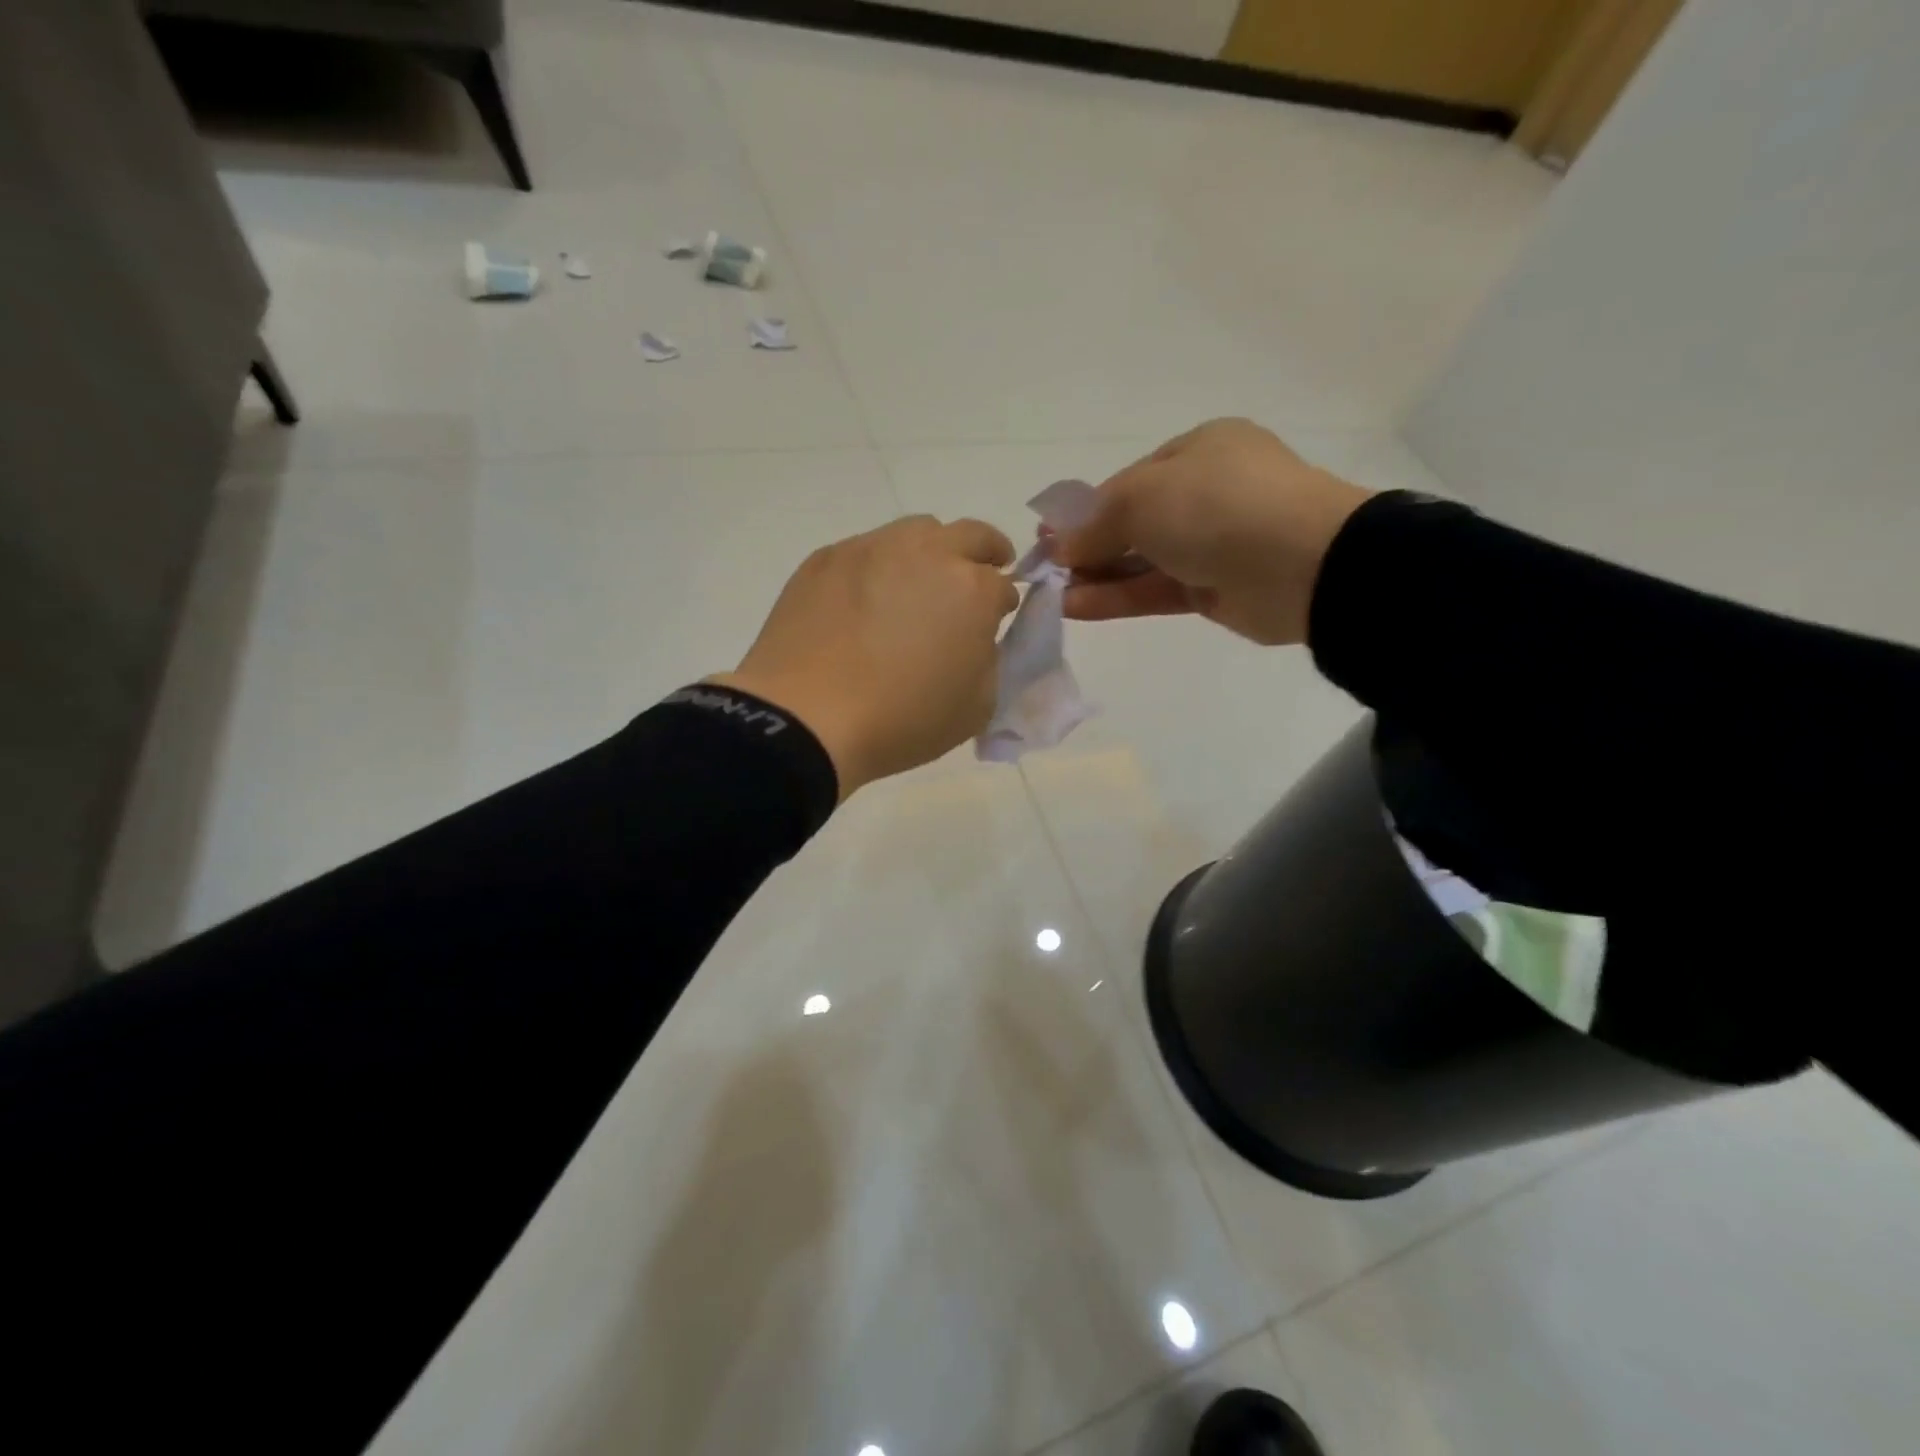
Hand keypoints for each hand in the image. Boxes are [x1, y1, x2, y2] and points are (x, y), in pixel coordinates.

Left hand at [712, 515, 1019, 797]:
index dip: (1001, 606)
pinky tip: (864, 602)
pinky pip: (865, 550)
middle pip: (970, 535)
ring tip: (917, 587)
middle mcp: (927, 553)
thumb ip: (988, 662)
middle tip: (979, 575)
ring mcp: (871, 548)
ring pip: (915, 531)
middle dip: (985, 552)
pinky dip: (878, 568)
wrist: (806, 719)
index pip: (1003, 586)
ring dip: (930, 552)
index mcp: (972, 589)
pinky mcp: (826, 559)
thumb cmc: (901, 721)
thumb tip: (974, 638)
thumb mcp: (975, 708)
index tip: (993, 623)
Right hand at [1054, 418, 1370, 645]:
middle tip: (1046, 570)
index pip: (1128, 482)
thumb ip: (1095, 524)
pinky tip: (1077, 608)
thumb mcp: (1141, 499)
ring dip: (1097, 577)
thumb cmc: (1216, 506)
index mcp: (1197, 451)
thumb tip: (1060, 549)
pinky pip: (1156, 590)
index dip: (1084, 511)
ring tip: (1053, 596)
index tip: (1048, 537)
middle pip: (1133, 522)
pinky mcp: (1215, 588)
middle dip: (1088, 547)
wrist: (1302, 563)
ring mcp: (1213, 543)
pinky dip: (1118, 598)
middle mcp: (1206, 492)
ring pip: (1142, 560)